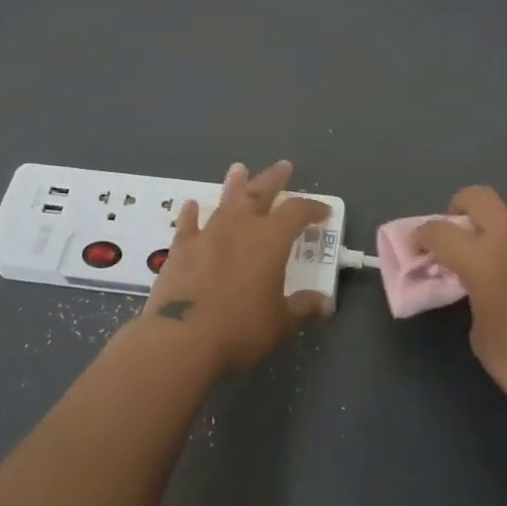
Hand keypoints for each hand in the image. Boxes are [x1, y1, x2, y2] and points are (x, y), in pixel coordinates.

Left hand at [141, 160, 331, 373]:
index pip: (297, 212)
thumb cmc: (240, 328)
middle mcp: (240, 227)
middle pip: (260, 193)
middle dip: (274, 179)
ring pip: (225, 201)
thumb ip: (303, 308)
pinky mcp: (181, 249)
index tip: (323, 211)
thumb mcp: (280, 323)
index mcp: (271, 240)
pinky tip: (192, 205)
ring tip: (239, 169)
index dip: (312, 208)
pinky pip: (188, 224)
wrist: (181, 338)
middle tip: (284, 166)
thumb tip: (326, 304)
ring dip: (234, 184)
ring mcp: (208, 234)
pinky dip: (191, 213)